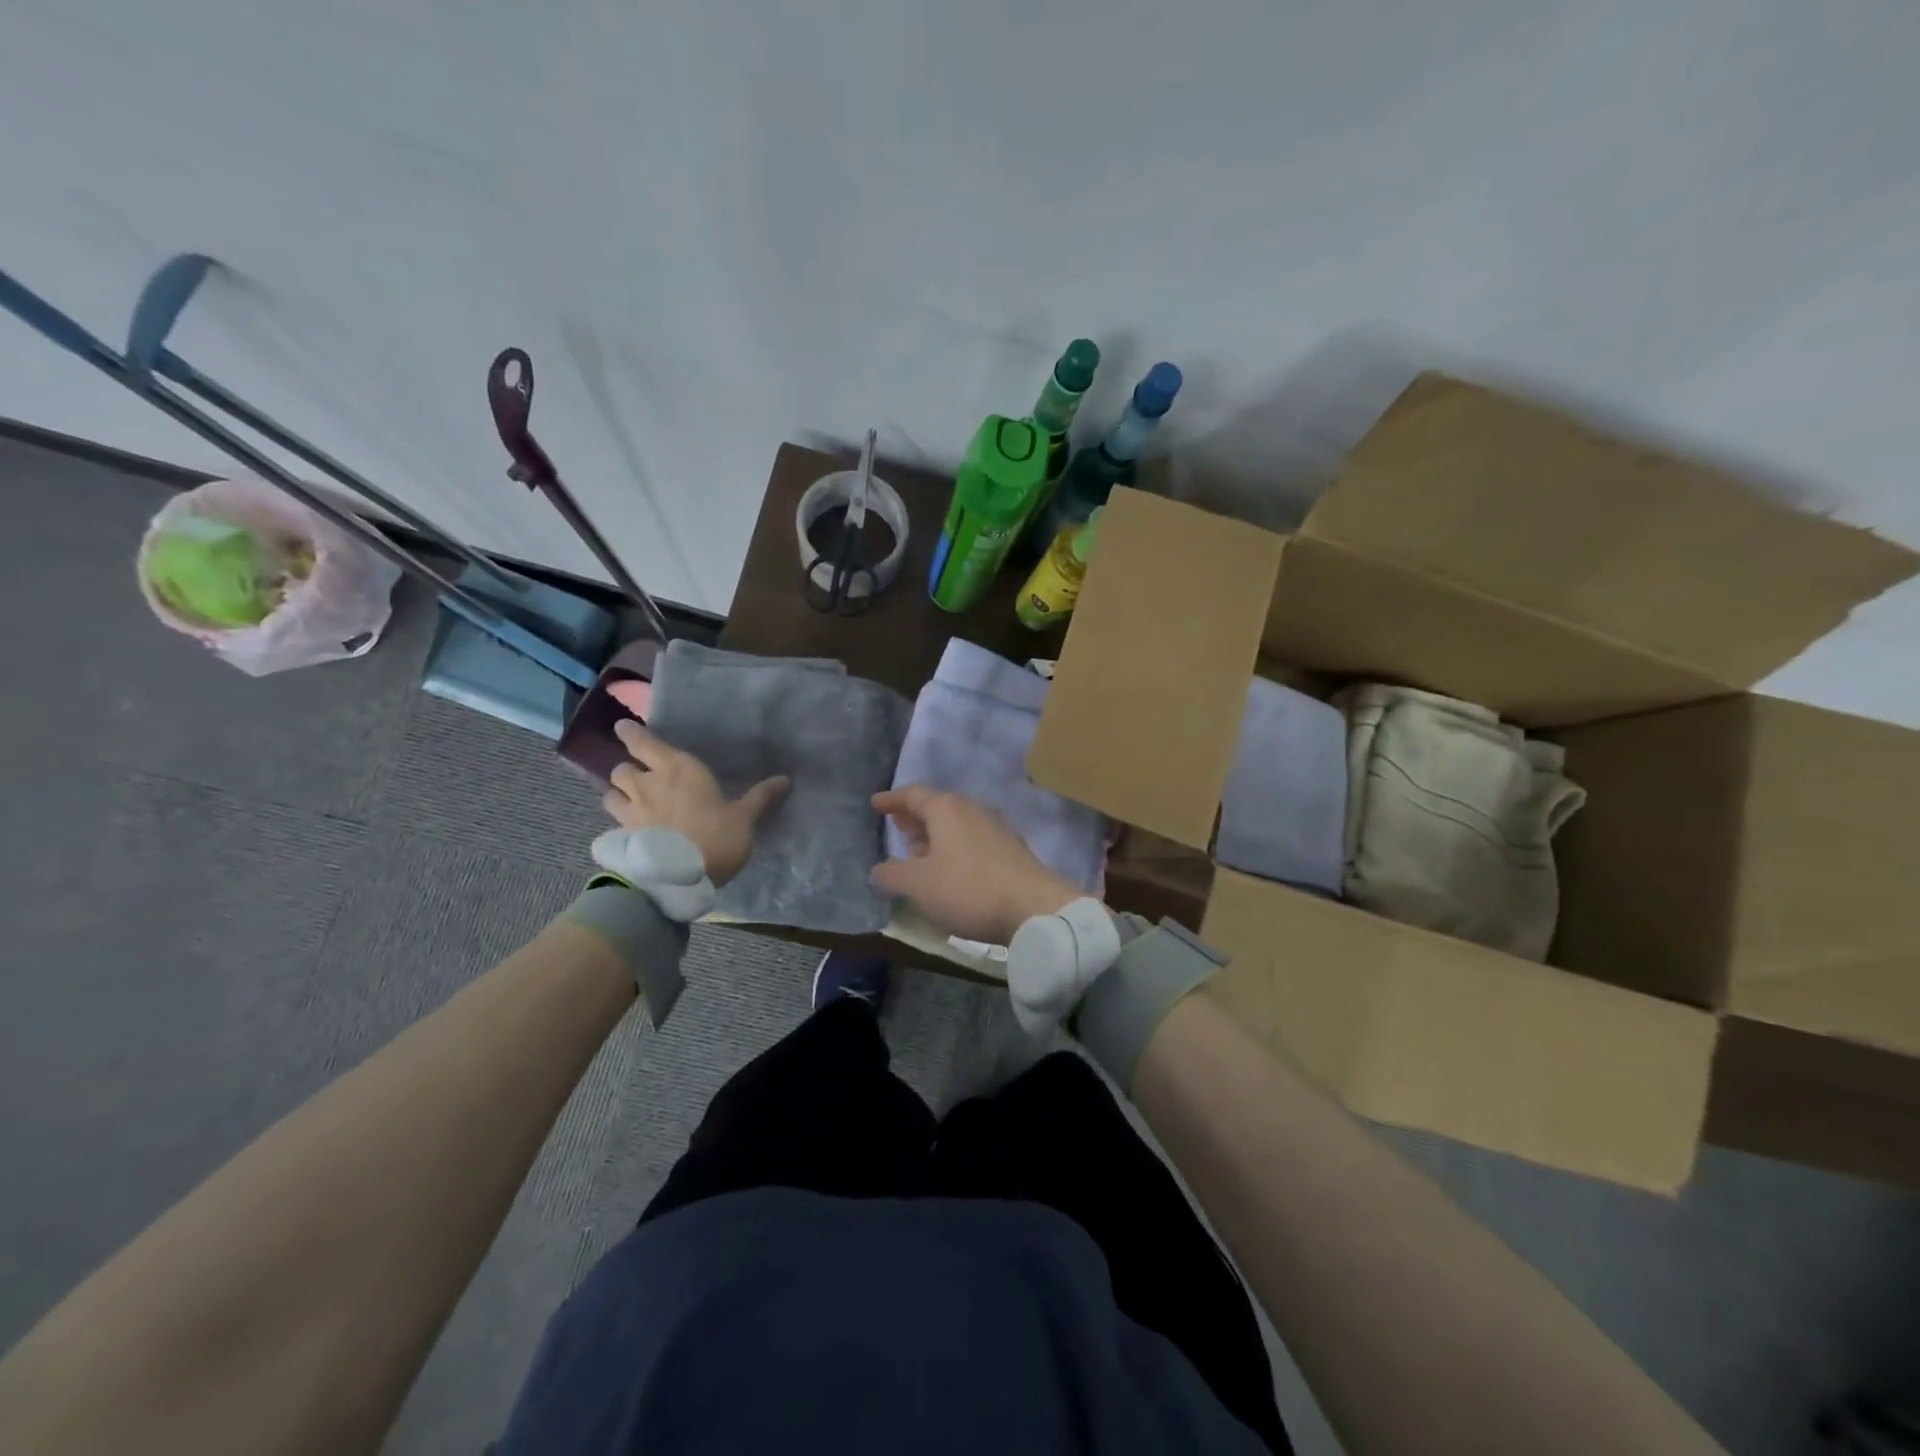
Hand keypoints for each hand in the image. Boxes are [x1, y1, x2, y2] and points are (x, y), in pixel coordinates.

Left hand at [604, 720, 789, 885]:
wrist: (678, 878)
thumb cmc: (715, 837)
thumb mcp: (744, 818)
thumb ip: (760, 798)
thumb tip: (785, 779)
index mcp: (677, 768)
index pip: (643, 742)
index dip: (631, 733)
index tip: (624, 728)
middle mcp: (647, 784)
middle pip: (622, 767)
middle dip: (628, 769)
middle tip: (639, 775)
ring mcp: (630, 811)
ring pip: (611, 793)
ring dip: (618, 793)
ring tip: (629, 800)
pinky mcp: (622, 837)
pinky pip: (614, 821)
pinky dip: (620, 820)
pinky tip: (631, 829)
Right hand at [871, 784, 1079, 943]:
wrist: (1034, 908)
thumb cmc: (968, 889)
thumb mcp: (919, 885)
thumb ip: (892, 874)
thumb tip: (878, 869)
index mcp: (947, 809)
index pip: (914, 794)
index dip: (892, 800)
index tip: (876, 803)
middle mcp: (973, 809)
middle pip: (938, 806)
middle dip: (915, 816)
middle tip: (897, 825)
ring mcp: (996, 828)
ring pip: (957, 823)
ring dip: (935, 834)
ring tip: (918, 850)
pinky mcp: (1011, 849)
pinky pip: (973, 839)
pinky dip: (954, 846)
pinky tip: (949, 868)